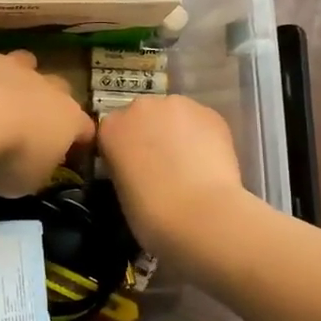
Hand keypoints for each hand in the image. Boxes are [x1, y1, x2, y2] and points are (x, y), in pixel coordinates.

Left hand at [0, 34, 93, 197]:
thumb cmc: (10, 158)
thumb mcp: (28, 182)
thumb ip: (37, 170)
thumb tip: (34, 166)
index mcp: (68, 119)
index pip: (85, 128)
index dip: (80, 138)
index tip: (73, 149)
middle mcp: (46, 87)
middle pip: (60, 87)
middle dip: (50, 100)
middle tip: (32, 119)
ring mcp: (13, 66)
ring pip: (25, 60)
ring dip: (17, 72)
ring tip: (1, 89)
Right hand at [96, 94, 245, 252]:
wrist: (200, 214)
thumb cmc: (150, 213)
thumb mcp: (120, 189)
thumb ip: (124, 166)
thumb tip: (137, 165)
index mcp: (110, 127)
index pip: (111, 131)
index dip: (122, 149)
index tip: (131, 168)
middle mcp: (139, 107)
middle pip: (142, 116)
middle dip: (149, 134)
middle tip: (160, 165)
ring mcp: (176, 106)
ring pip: (173, 115)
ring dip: (176, 132)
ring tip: (188, 163)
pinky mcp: (209, 112)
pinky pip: (200, 121)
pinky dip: (202, 136)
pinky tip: (207, 160)